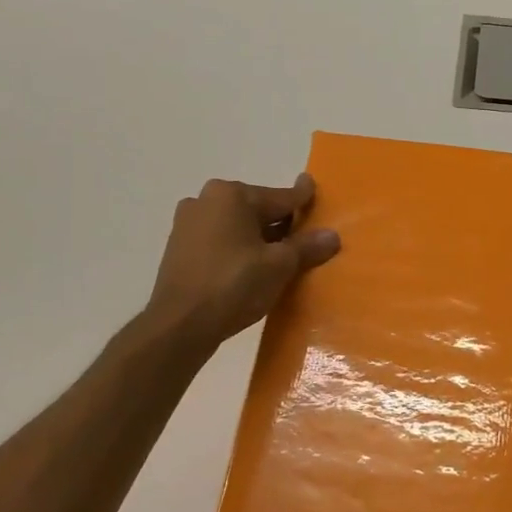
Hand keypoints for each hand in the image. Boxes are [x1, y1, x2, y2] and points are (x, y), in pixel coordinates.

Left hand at [146, 175, 340, 347]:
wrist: (180, 324)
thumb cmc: (234, 285)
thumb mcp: (279, 266)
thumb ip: (306, 247)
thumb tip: (333, 235)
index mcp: (231, 195)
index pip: (280, 196)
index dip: (302, 198)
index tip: (312, 186)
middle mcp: (206, 200)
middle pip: (256, 209)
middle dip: (279, 222)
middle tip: (303, 236)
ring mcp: (187, 223)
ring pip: (236, 226)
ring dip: (257, 237)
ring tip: (279, 256)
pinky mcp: (178, 248)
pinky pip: (219, 240)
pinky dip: (237, 249)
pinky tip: (250, 267)